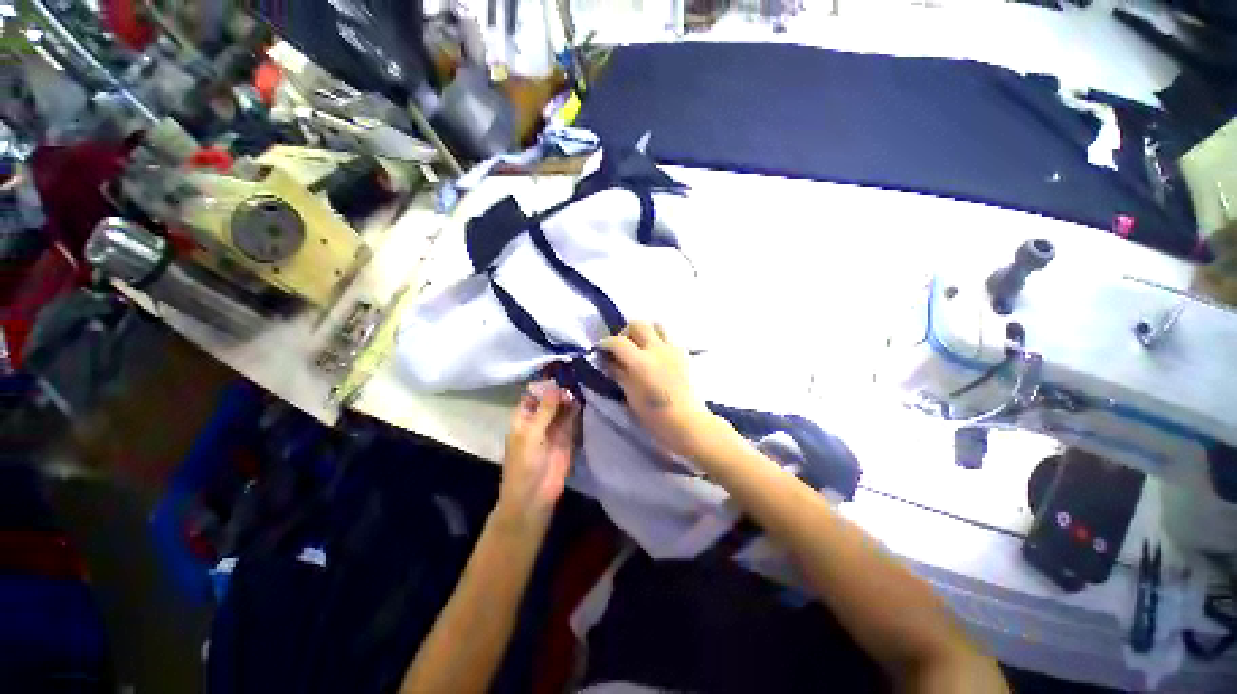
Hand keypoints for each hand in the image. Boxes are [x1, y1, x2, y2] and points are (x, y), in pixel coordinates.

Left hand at [496, 380, 579, 533]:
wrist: (534, 496)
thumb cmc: (524, 464)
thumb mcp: (531, 434)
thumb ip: (545, 410)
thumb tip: (555, 385)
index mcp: (523, 417)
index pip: (533, 393)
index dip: (544, 381)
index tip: (559, 366)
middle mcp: (539, 419)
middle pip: (550, 398)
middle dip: (560, 386)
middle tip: (576, 370)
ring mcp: (554, 427)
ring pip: (563, 406)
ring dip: (571, 395)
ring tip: (583, 378)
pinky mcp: (568, 436)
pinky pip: (573, 418)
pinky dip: (578, 408)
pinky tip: (586, 395)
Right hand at [598, 322, 729, 460]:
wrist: (688, 422)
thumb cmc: (655, 416)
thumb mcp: (631, 395)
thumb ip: (619, 373)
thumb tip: (608, 361)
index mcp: (641, 362)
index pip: (618, 342)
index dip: (605, 343)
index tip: (600, 349)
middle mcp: (657, 349)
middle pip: (638, 324)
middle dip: (625, 332)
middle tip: (621, 347)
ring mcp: (673, 349)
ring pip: (656, 325)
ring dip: (645, 331)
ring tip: (640, 347)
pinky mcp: (684, 353)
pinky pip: (669, 337)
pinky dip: (659, 339)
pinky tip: (657, 355)